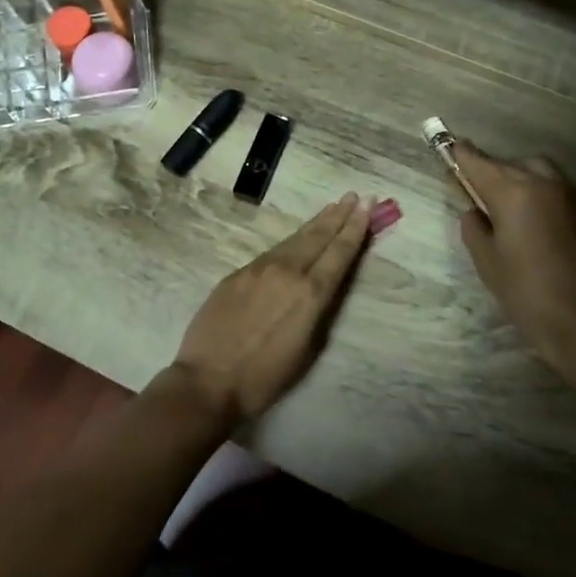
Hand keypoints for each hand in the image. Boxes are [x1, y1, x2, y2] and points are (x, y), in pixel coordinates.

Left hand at [174, 195, 371, 426]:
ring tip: (331, 209)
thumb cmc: (264, 377)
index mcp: (310, 293)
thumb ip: (319, 310)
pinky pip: (270, 252)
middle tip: (353, 196)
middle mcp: (287, 271)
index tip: (367, 205)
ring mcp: (258, 269)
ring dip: (315, 223)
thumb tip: (322, 286)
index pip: (339, 252)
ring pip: (293, 240)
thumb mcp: (307, 349)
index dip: (355, 228)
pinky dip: (290, 242)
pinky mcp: (237, 273)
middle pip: (317, 237)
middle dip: (338, 215)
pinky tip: (296, 239)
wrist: (208, 380)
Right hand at [454, 144, 575, 371]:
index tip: (450, 146)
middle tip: (479, 189)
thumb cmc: (524, 291)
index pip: (479, 162)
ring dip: (521, 178)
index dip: (461, 154)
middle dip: (492, 171)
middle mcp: (545, 183)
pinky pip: (559, 191)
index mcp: (513, 192)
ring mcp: (572, 196)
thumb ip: (474, 226)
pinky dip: (542, 195)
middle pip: (511, 164)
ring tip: (509, 204)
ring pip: (540, 172)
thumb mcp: (486, 260)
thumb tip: (474, 210)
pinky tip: (536, 222)